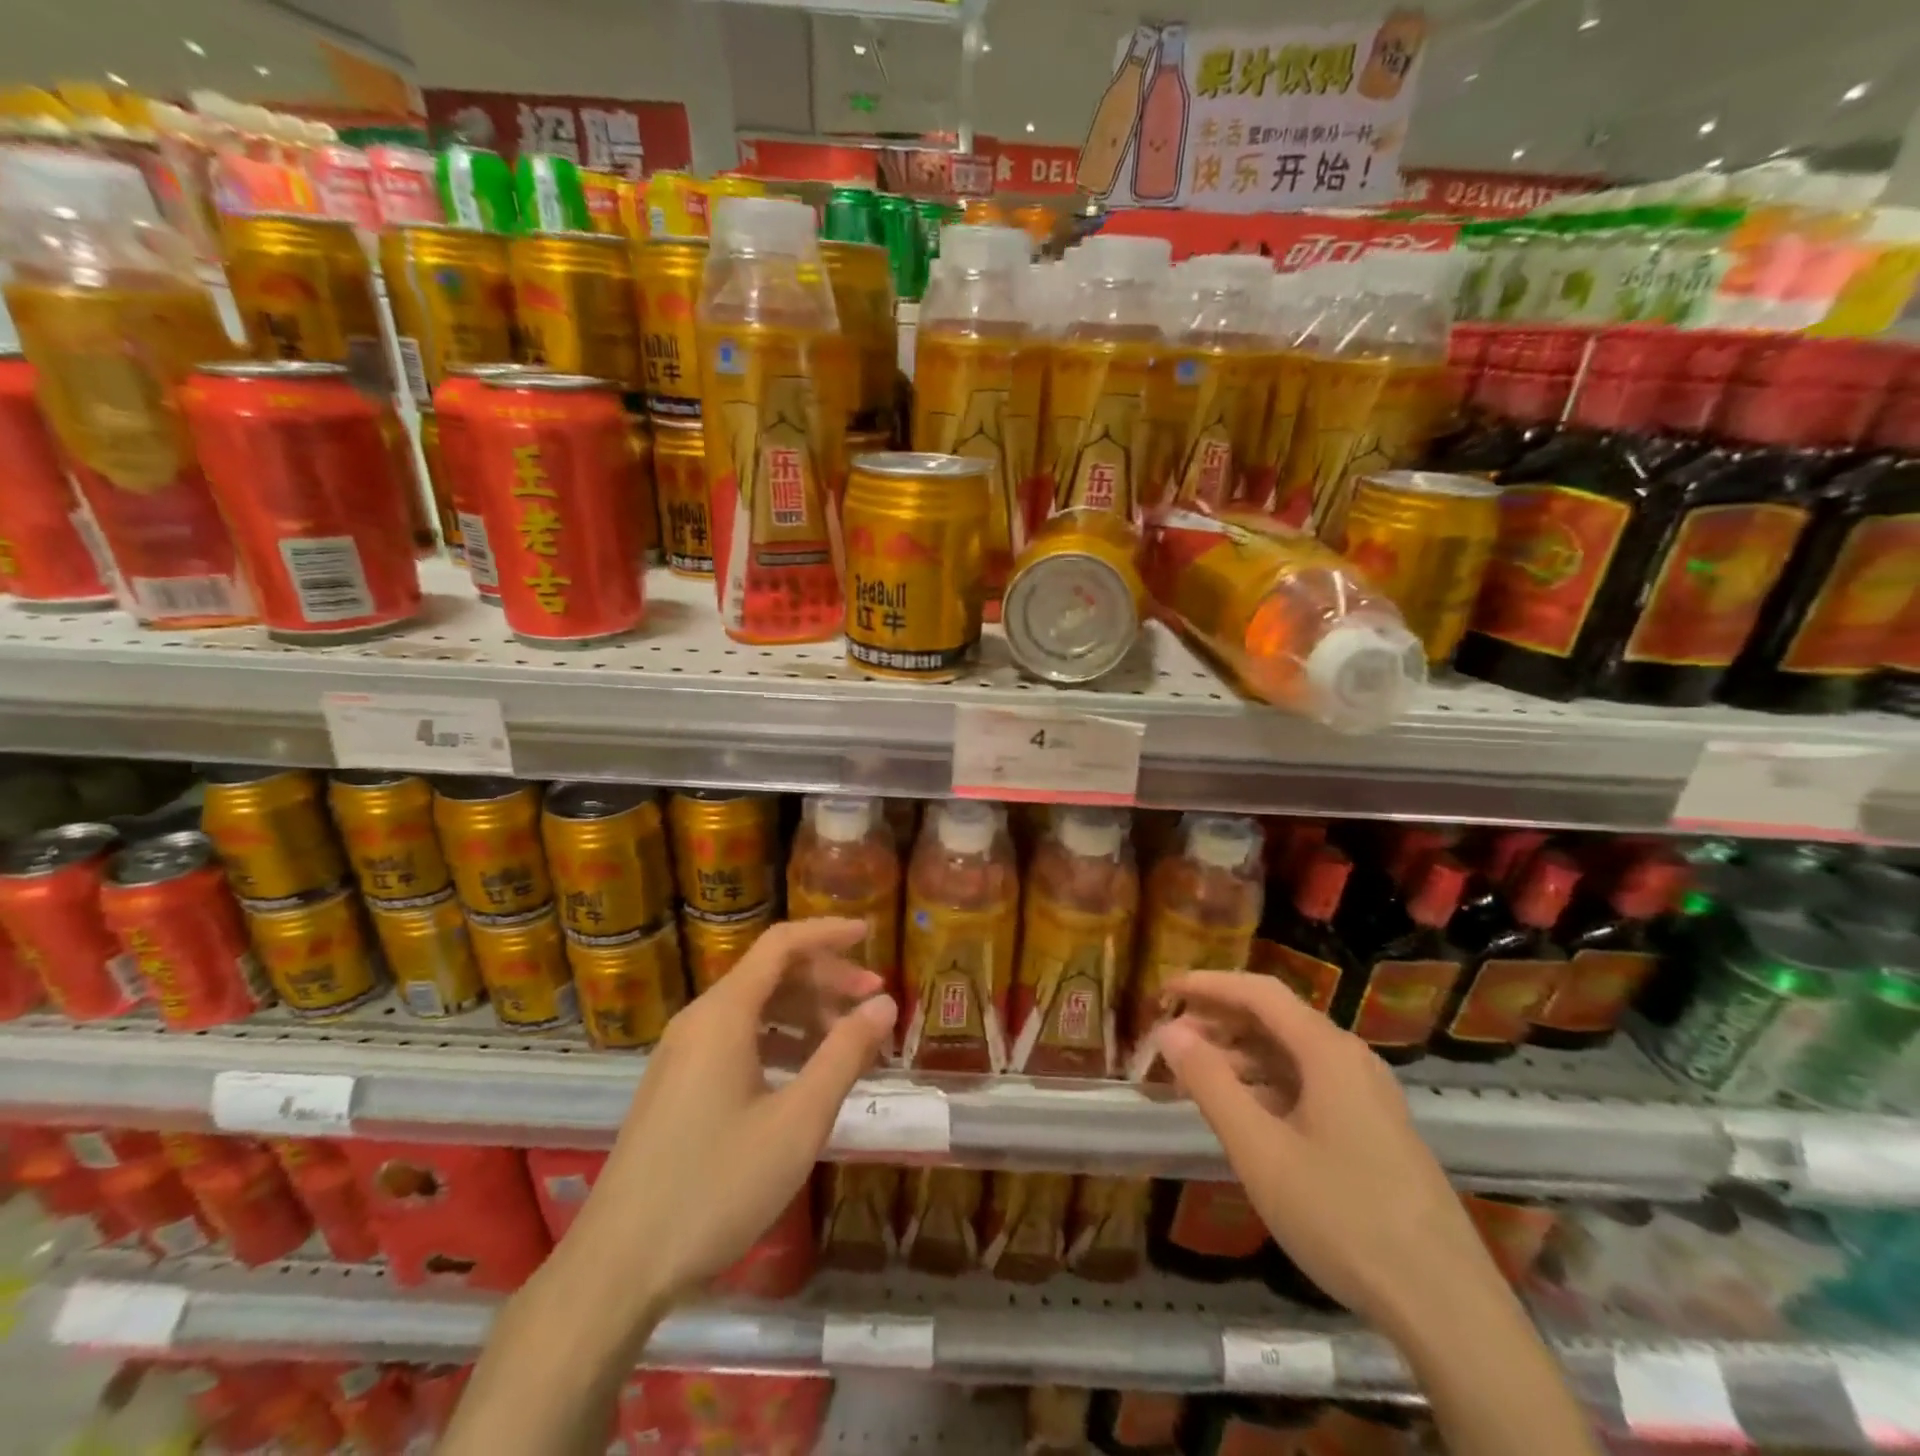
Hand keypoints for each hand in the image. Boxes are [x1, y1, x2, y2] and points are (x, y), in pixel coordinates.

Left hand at [562, 917, 896, 1311]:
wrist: (617, 1269)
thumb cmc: (715, 1188)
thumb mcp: (797, 1122)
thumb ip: (844, 1055)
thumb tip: (884, 1003)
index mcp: (722, 1015)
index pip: (781, 944)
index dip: (827, 932)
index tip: (870, 933)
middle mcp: (698, 1021)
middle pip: (769, 974)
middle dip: (825, 979)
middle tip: (873, 1002)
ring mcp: (681, 1055)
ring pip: (753, 1009)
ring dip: (804, 1013)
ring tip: (848, 1043)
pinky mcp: (675, 1087)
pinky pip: (735, 1040)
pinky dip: (778, 1041)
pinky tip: (804, 1075)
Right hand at [1153, 971, 1500, 1333]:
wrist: (1447, 1310)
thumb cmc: (1343, 1219)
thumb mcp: (1260, 1151)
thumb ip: (1210, 1083)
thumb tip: (1170, 1031)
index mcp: (1328, 1051)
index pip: (1258, 992)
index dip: (1206, 984)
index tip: (1162, 991)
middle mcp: (1351, 1060)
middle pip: (1276, 1018)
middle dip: (1219, 1019)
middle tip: (1169, 1036)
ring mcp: (1368, 1096)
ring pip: (1291, 1053)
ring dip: (1240, 1053)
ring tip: (1194, 1072)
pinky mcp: (1374, 1130)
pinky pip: (1309, 1084)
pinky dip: (1266, 1083)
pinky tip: (1242, 1110)